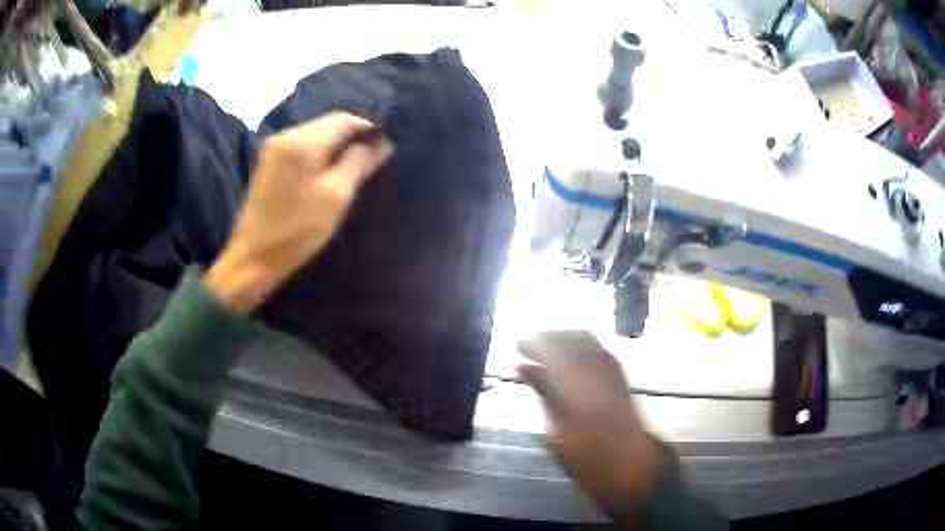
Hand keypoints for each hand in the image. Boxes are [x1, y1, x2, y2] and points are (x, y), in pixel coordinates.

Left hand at [206, 112, 391, 312]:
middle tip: (374, 155)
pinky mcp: (270, 162)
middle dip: (353, 135)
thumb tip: (381, 142)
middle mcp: (286, 135)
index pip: (344, 119)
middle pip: (328, 123)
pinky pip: (303, 145)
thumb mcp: (336, 197)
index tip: (386, 144)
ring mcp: (274, 148)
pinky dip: (321, 151)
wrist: (253, 258)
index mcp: (301, 142)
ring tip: (356, 163)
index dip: (368, 127)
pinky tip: (330, 168)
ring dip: (337, 143)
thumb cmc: (297, 230)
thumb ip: (359, 163)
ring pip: (316, 133)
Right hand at [517, 331, 664, 519]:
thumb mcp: (558, 431)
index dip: (535, 343)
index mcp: (580, 386)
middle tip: (528, 346)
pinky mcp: (621, 377)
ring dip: (564, 341)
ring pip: (587, 341)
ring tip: (545, 350)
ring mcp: (613, 372)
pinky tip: (569, 359)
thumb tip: (524, 368)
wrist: (632, 467)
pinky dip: (581, 348)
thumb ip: (544, 393)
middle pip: (572, 338)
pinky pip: (599, 351)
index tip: (518, 346)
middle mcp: (599, 371)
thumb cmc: (589, 458)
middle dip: (549, 337)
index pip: (555, 350)